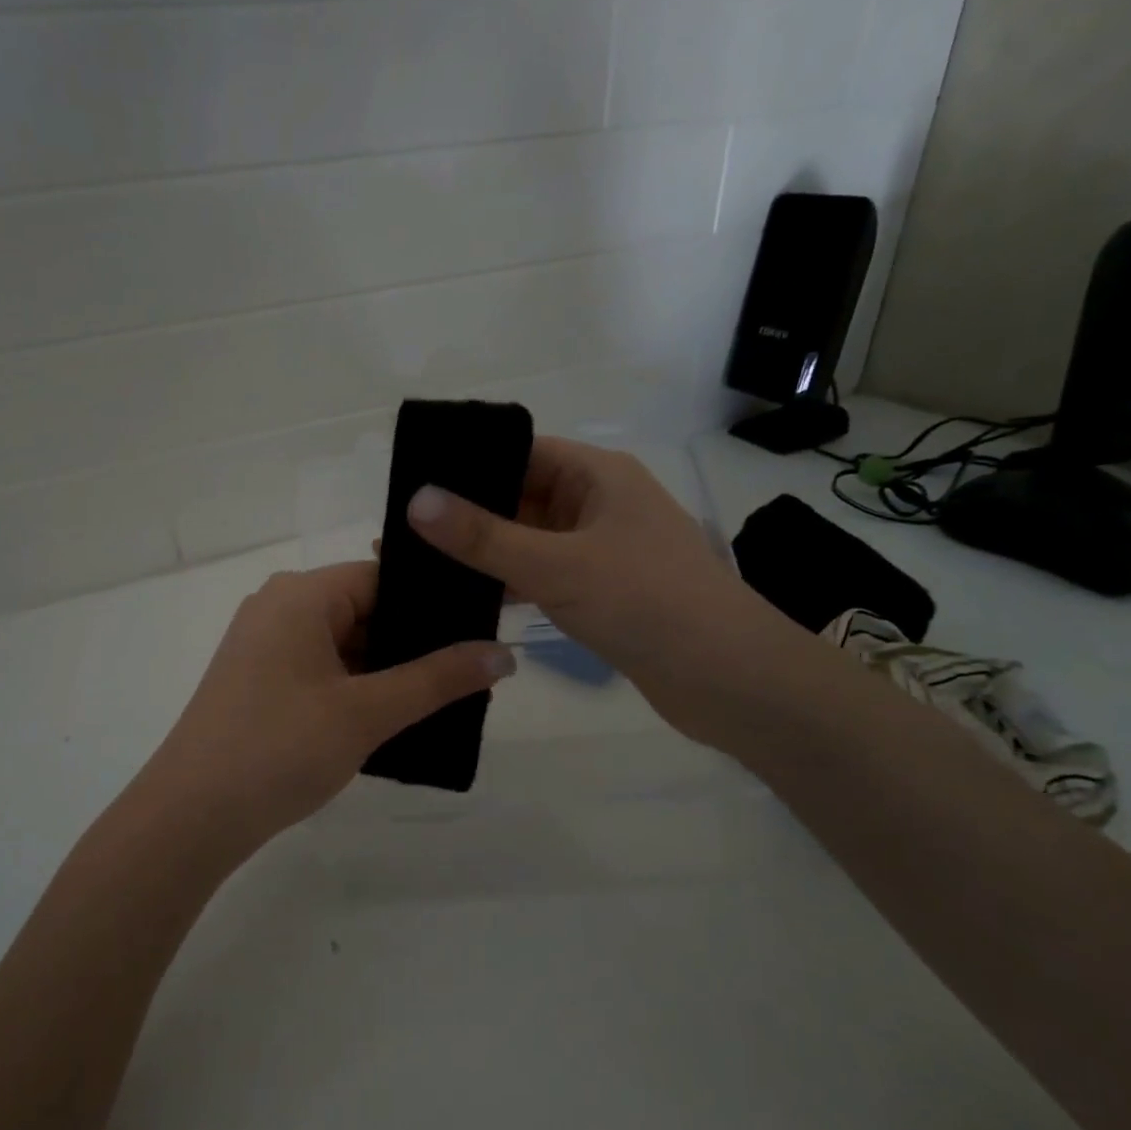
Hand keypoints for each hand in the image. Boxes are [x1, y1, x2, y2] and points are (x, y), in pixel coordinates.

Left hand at [133, 562, 514, 864]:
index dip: (433, 604)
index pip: (383, 577)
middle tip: (473, 670)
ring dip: (387, 669)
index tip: (481, 629)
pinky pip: (321, 668)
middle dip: (415, 642)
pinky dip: (357, 686)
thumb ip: (438, 679)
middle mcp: (278, 607)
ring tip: (446, 695)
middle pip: (365, 609)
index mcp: (300, 594)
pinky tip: (396, 714)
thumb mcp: (367, 712)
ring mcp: (264, 645)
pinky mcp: (259, 681)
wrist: (190, 817)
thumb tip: (504, 652)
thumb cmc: (279, 748)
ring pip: (345, 643)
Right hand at [405, 436, 792, 741]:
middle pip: (522, 496)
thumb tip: (415, 500)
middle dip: (468, 512)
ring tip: (421, 562)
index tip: (413, 481)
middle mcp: (600, 504)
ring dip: (485, 551)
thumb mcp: (556, 565)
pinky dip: (509, 582)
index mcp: (598, 476)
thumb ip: (483, 536)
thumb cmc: (645, 602)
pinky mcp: (601, 591)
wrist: (727, 678)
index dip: (469, 462)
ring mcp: (601, 550)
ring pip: (530, 539)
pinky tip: (465, 596)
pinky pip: (543, 574)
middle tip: (403, 528)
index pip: (522, 451)